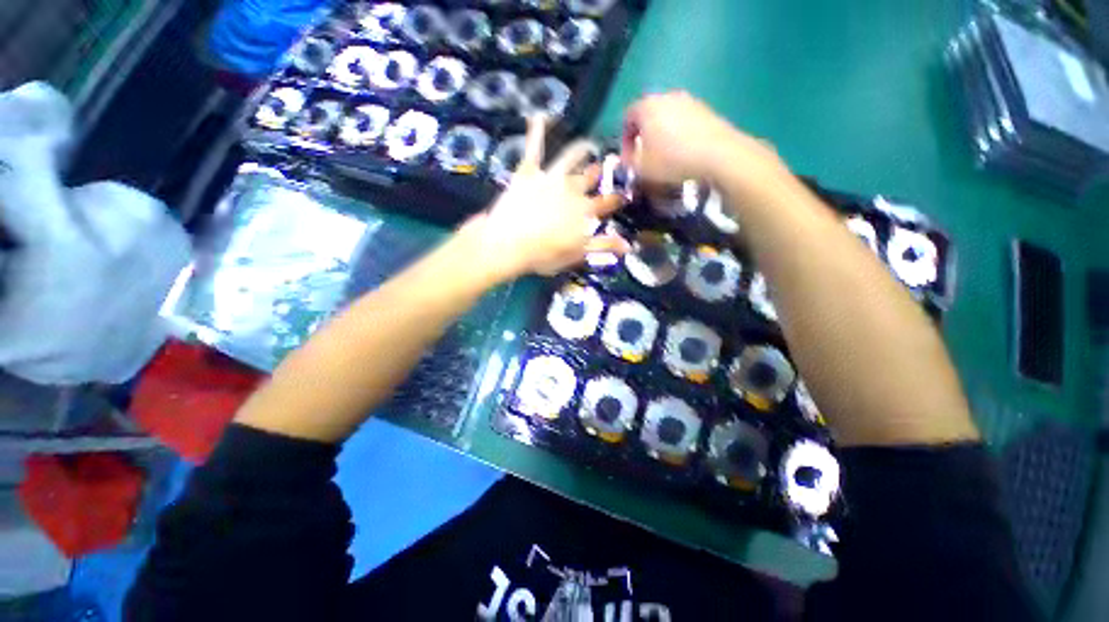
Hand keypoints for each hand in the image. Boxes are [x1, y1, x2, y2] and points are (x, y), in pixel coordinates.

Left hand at [460, 116, 627, 281]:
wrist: (510, 243)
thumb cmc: (544, 254)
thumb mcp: (577, 254)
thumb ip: (603, 246)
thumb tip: (629, 245)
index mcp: (585, 211)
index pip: (607, 202)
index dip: (617, 198)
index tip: (625, 194)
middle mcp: (573, 189)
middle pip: (590, 177)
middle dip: (601, 172)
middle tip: (606, 165)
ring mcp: (551, 177)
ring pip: (571, 157)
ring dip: (582, 149)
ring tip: (588, 144)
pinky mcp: (529, 171)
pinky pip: (534, 147)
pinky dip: (536, 130)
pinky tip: (538, 114)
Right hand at [621, 91, 787, 189]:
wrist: (718, 155)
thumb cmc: (671, 161)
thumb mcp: (640, 169)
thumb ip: (628, 163)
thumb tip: (627, 160)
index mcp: (647, 106)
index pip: (627, 118)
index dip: (625, 141)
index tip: (629, 160)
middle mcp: (667, 96)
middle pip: (648, 116)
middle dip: (644, 137)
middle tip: (645, 159)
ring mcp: (690, 101)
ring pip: (668, 118)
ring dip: (663, 136)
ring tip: (666, 158)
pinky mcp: (707, 110)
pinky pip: (686, 123)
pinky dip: (680, 136)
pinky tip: (684, 155)